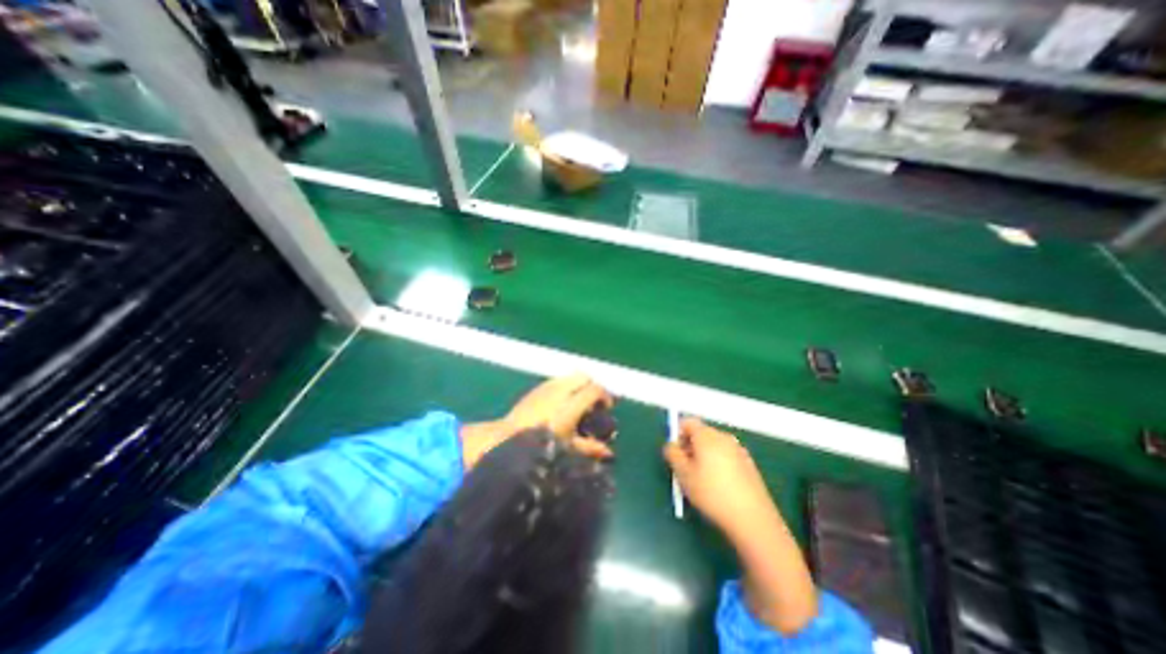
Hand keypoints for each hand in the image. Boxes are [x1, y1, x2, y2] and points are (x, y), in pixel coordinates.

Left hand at [461, 372, 612, 470]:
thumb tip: (609, 453)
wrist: (506, 436)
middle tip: (594, 403)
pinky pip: (559, 379)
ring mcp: (548, 385)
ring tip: (579, 402)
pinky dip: (567, 385)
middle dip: (593, 386)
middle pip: (585, 376)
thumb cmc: (539, 445)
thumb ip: (590, 448)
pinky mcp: (539, 386)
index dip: (605, 396)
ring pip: (571, 375)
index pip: (595, 389)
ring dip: (580, 385)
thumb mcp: (567, 448)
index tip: (607, 407)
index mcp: (570, 405)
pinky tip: (563, 402)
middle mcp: (561, 390)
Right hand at [659, 420, 777, 541]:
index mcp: (707, 435)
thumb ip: (672, 454)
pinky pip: (727, 456)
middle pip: (701, 433)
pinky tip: (720, 487)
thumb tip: (671, 445)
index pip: (688, 422)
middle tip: (686, 468)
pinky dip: (719, 464)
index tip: (676, 453)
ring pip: (714, 446)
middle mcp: (724, 437)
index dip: (678, 433)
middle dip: (691, 446)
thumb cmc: (712, 493)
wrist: (752, 519)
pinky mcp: (749, 464)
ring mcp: (739, 450)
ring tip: (702, 480)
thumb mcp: (683, 474)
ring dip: (705, 456)